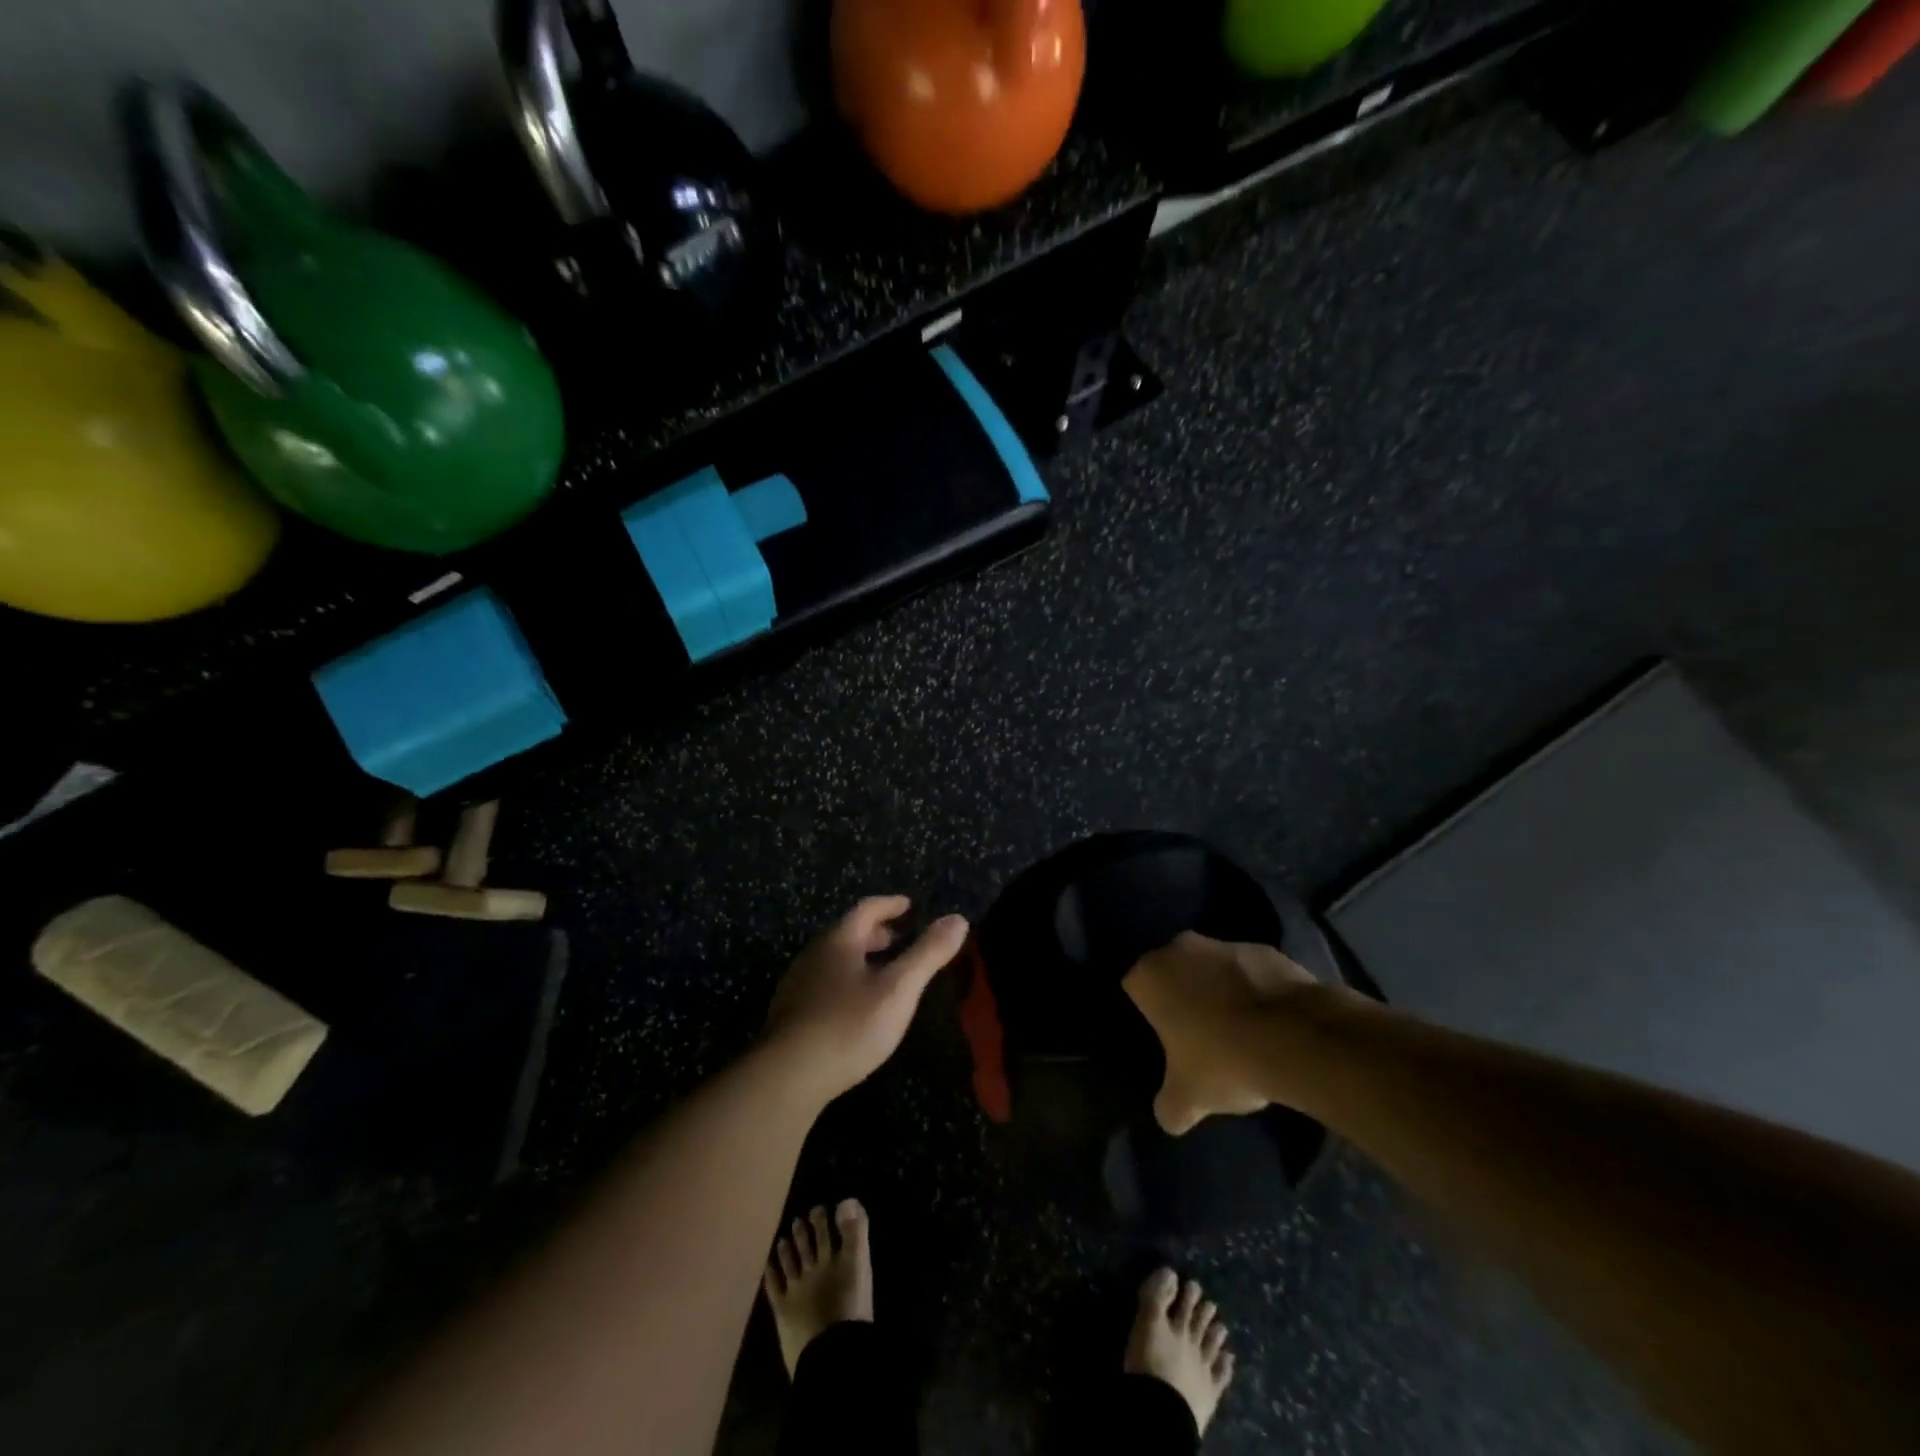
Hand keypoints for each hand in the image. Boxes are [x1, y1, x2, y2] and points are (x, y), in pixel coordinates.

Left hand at [765, 896, 968, 1103]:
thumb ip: (928, 954)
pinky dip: (848, 980)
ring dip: (861, 957)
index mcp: (839, 940)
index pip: (866, 909)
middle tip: (900, 937)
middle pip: (848, 932)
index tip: (909, 905)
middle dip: (876, 932)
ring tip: (883, 971)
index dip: (890, 904)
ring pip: (835, 959)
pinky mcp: (791, 1014)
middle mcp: (814, 954)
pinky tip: (857, 1005)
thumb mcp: (898, 989)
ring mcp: (798, 984)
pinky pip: (825, 982)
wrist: (787, 1077)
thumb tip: (958, 919)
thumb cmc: (848, 1025)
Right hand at [1123, 932, 1318, 1134]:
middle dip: (1183, 997)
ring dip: (1219, 991)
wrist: (1296, 1036)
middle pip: (1173, 973)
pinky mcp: (1264, 949)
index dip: (1148, 1014)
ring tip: (1240, 1033)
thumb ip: (1169, 1107)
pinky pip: (1249, 972)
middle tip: (1199, 1035)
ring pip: (1211, 968)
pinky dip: (1254, 990)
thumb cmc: (1224, 1060)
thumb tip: (1168, 1117)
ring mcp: (1225, 944)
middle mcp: (1180, 948)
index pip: (1135, 988)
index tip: (1165, 1039)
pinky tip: (1269, 1024)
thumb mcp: (1188, 1098)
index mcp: (1150, 975)